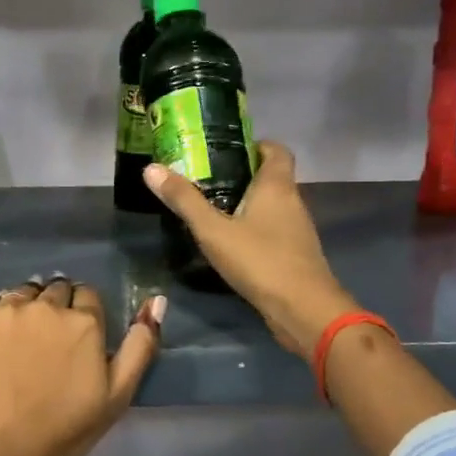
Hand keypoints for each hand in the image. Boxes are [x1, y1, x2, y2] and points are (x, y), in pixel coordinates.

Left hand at [0, 277, 163, 455]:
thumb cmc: (62, 433)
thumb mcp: (116, 397)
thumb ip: (140, 346)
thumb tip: (155, 300)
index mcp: (82, 322)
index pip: (87, 295)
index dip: (83, 315)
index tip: (74, 339)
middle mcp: (43, 305)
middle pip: (54, 289)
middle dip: (55, 307)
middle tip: (46, 343)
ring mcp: (3, 310)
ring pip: (20, 293)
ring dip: (25, 308)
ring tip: (18, 342)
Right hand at [146, 142, 353, 356]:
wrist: (304, 310)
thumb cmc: (260, 261)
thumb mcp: (213, 230)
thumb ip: (184, 200)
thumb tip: (151, 168)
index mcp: (277, 186)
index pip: (276, 150)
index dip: (255, 145)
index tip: (226, 149)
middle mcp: (292, 202)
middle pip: (272, 177)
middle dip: (242, 175)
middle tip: (206, 179)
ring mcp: (297, 230)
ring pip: (272, 205)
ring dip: (247, 203)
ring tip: (212, 209)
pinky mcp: (295, 255)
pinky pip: (273, 230)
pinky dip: (254, 228)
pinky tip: (230, 242)